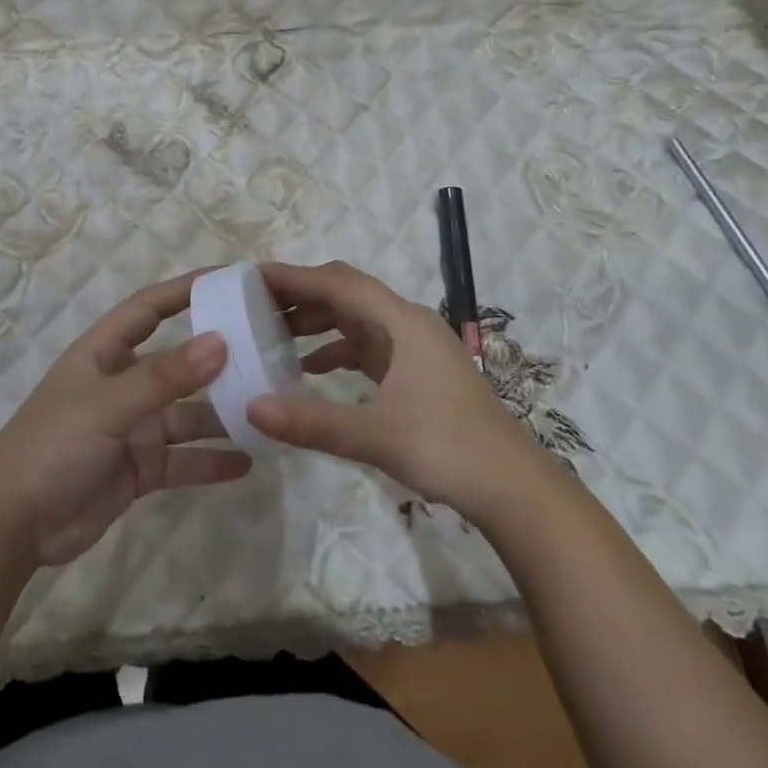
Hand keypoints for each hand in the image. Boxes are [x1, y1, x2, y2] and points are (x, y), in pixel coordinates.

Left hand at [0, 272, 250, 565]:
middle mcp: (122, 383)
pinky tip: (248, 462)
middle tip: (268, 349)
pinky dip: (211, 461)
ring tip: (269, 408)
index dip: (186, 290)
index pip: (150, 308)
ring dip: (222, 413)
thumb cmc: (53, 445)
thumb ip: (164, 377)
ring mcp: (132, 427)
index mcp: (105, 353)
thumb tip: (220, 341)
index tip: (231, 280)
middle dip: (217, 356)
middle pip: (178, 361)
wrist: (13, 525)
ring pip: (187, 413)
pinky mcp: (139, 468)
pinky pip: (183, 460)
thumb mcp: (108, 405)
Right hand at [246, 261, 546, 508]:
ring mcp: (414, 349)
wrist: (515, 490)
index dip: (295, 277)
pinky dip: (335, 351)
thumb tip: (252, 407)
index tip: (253, 277)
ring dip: (317, 323)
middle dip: (302, 296)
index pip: (339, 283)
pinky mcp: (416, 373)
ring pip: (356, 320)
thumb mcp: (376, 435)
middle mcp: (408, 325)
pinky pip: (366, 347)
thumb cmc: (449, 449)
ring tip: (272, 335)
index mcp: (403, 323)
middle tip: (255, 305)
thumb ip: (313, 422)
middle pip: (347, 294)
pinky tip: (309, 370)